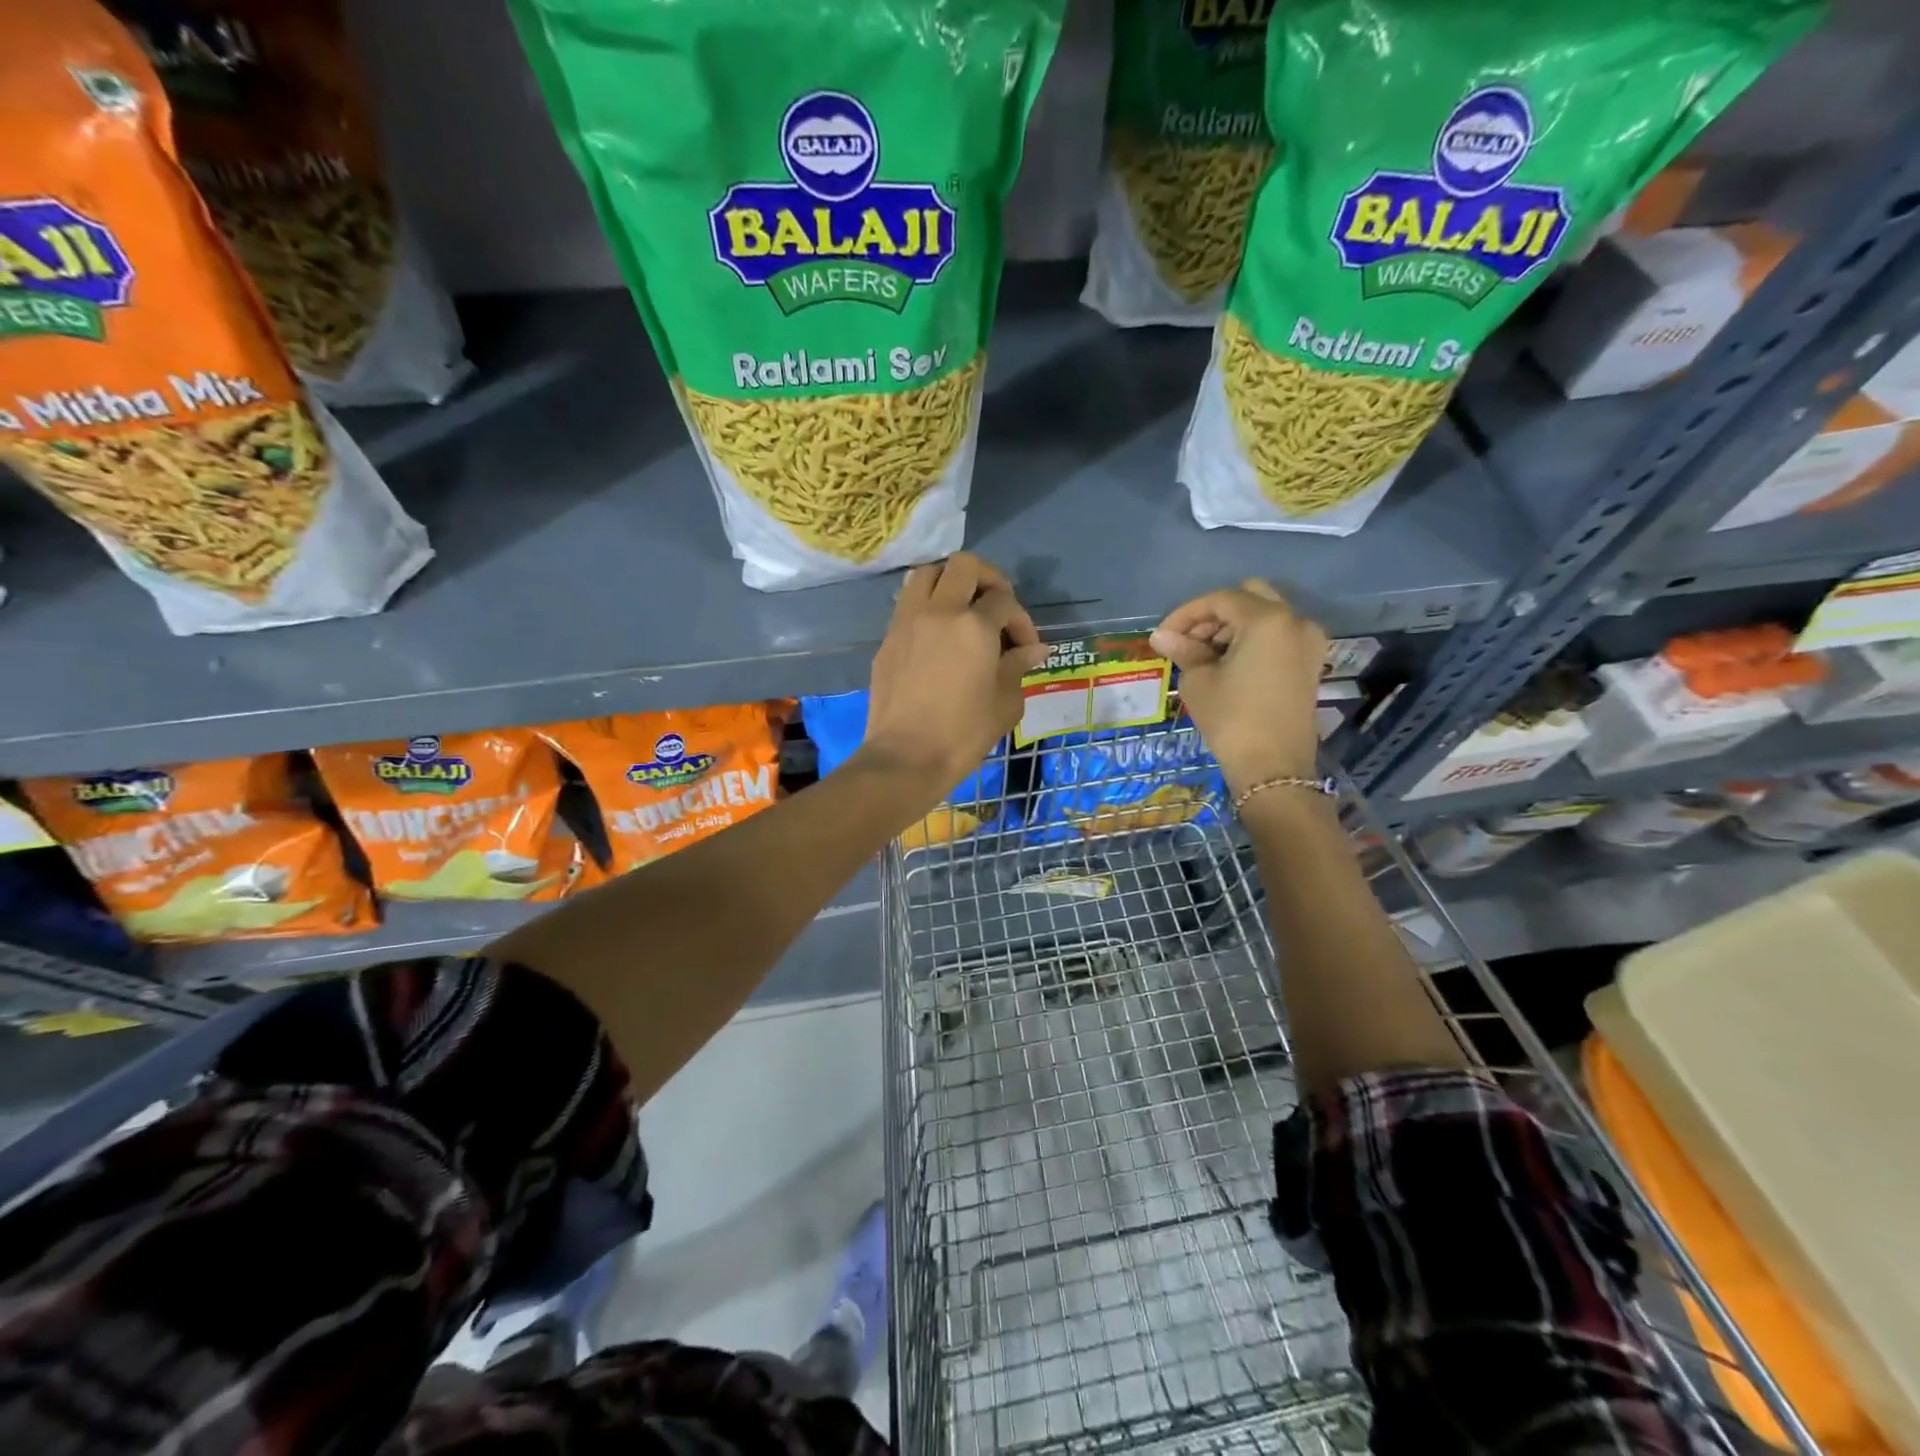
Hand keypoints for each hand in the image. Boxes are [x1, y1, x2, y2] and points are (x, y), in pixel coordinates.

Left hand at [861, 553, 1048, 797]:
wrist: (905, 758)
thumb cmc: (963, 734)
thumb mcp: (1005, 703)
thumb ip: (1018, 667)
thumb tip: (1033, 650)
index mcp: (974, 625)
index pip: (1005, 602)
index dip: (1022, 621)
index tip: (1026, 649)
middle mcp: (938, 611)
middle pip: (964, 565)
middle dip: (988, 579)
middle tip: (996, 606)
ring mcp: (907, 622)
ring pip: (927, 573)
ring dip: (949, 582)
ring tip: (962, 609)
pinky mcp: (887, 640)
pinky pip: (907, 603)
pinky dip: (926, 605)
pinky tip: (937, 635)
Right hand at [1149, 580, 1326, 794]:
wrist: (1273, 767)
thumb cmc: (1231, 719)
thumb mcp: (1199, 681)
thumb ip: (1183, 650)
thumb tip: (1161, 636)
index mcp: (1267, 619)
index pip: (1219, 601)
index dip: (1186, 614)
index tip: (1163, 636)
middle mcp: (1295, 621)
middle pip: (1248, 598)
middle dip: (1213, 616)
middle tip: (1187, 642)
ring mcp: (1308, 642)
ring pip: (1264, 616)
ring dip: (1232, 628)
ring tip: (1203, 656)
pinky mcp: (1310, 663)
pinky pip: (1278, 636)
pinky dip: (1252, 641)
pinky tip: (1227, 664)